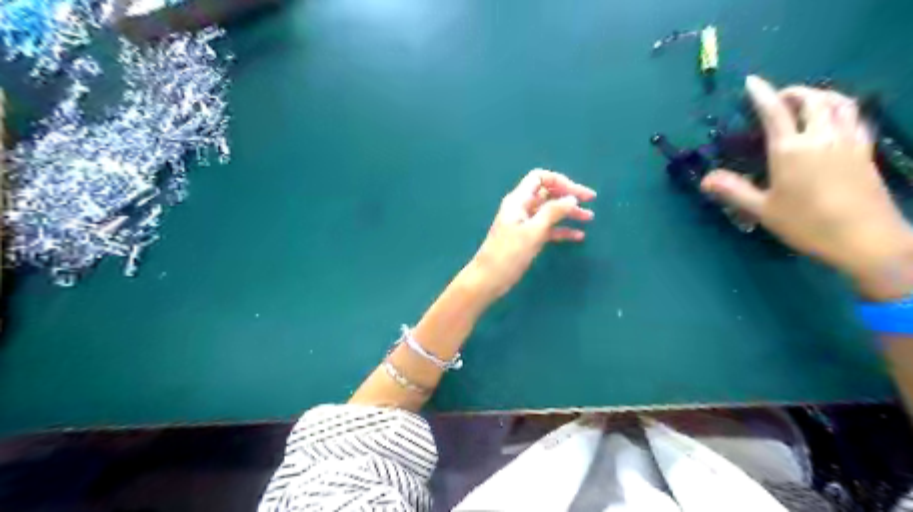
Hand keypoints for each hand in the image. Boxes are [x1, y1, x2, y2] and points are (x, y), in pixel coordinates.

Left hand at [464, 169, 601, 301]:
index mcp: (518, 200)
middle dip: (568, 196)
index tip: (577, 194)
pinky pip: (547, 229)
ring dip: (568, 213)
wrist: (489, 279)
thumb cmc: (508, 254)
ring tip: (589, 219)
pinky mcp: (527, 238)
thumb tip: (572, 198)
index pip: (540, 178)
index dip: (560, 182)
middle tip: (591, 202)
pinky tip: (578, 237)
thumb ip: (553, 212)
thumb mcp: (533, 232)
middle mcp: (521, 208)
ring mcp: (524, 224)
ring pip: (549, 212)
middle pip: (547, 194)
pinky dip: (561, 230)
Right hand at [701, 75, 912, 298]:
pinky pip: (855, 117)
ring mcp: (847, 141)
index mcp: (790, 150)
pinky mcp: (865, 150)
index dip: (762, 93)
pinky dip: (842, 108)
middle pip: (812, 99)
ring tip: (806, 101)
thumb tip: (705, 179)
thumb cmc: (806, 224)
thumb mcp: (763, 210)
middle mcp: (820, 137)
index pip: (774, 112)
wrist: (864, 238)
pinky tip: (834, 119)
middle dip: (793, 91)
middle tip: (778, 97)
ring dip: (820, 95)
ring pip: (839, 103)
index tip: (752, 81)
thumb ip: (733, 191)